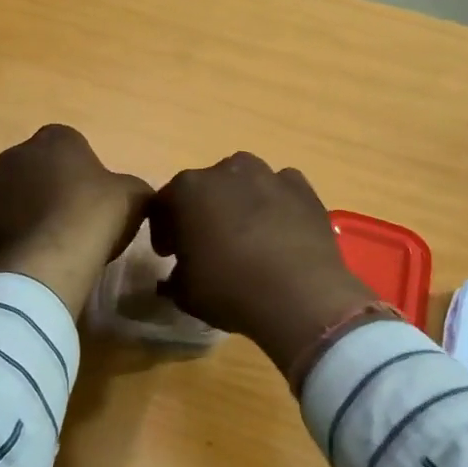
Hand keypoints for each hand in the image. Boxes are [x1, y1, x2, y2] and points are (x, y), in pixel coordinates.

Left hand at [0, 125, 151, 316]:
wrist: (52, 257)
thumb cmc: (96, 214)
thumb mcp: (135, 195)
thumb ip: (131, 186)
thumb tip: (130, 194)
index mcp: (55, 138)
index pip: (69, 144)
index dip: (82, 169)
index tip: (94, 196)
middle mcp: (16, 154)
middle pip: (37, 168)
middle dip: (50, 186)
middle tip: (73, 217)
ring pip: (14, 196)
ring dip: (28, 211)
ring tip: (52, 241)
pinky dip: (13, 236)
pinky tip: (33, 255)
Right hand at [148, 153, 384, 374]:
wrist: (300, 295)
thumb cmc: (230, 290)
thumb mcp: (184, 293)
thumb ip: (173, 278)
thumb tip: (176, 276)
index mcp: (188, 189)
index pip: (165, 204)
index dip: (165, 230)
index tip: (169, 253)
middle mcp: (227, 170)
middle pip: (207, 188)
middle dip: (203, 212)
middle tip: (208, 245)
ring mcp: (268, 175)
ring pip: (245, 184)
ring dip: (240, 204)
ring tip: (248, 238)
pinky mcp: (302, 188)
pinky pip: (280, 191)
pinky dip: (276, 206)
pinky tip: (280, 234)